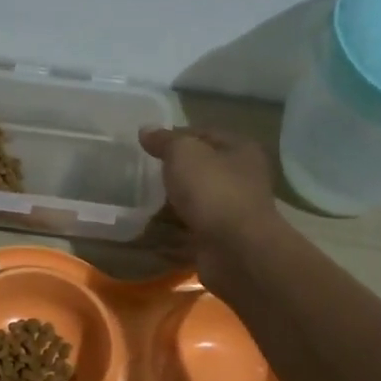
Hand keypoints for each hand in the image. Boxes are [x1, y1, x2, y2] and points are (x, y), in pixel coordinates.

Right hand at [140, 125, 278, 257]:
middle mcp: (241, 180)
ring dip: (170, 208)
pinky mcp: (219, 242)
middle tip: (140, 177)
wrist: (235, 250)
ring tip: (139, 206)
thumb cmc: (213, 190)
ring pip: (194, 205)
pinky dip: (170, 236)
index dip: (176, 137)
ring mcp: (231, 214)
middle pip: (200, 172)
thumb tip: (146, 131)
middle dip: (173, 175)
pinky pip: (189, 234)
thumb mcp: (184, 153)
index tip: (147, 146)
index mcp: (240, 151)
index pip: (205, 135)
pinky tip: (148, 234)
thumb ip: (165, 141)